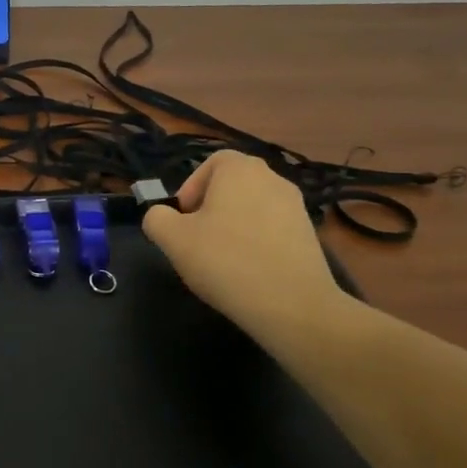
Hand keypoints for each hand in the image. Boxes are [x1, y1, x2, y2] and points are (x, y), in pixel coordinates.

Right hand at [141, 152, 350, 339]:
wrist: (291, 304)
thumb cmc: (226, 261)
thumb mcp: (173, 239)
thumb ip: (157, 218)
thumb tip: (161, 216)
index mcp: (240, 169)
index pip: (212, 163)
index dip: (191, 187)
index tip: (183, 219)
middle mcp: (272, 178)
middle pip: (233, 185)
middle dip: (211, 208)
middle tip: (197, 240)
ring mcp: (296, 206)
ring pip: (252, 207)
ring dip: (233, 226)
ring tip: (222, 259)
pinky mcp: (309, 235)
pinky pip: (272, 229)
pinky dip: (256, 242)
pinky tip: (248, 271)